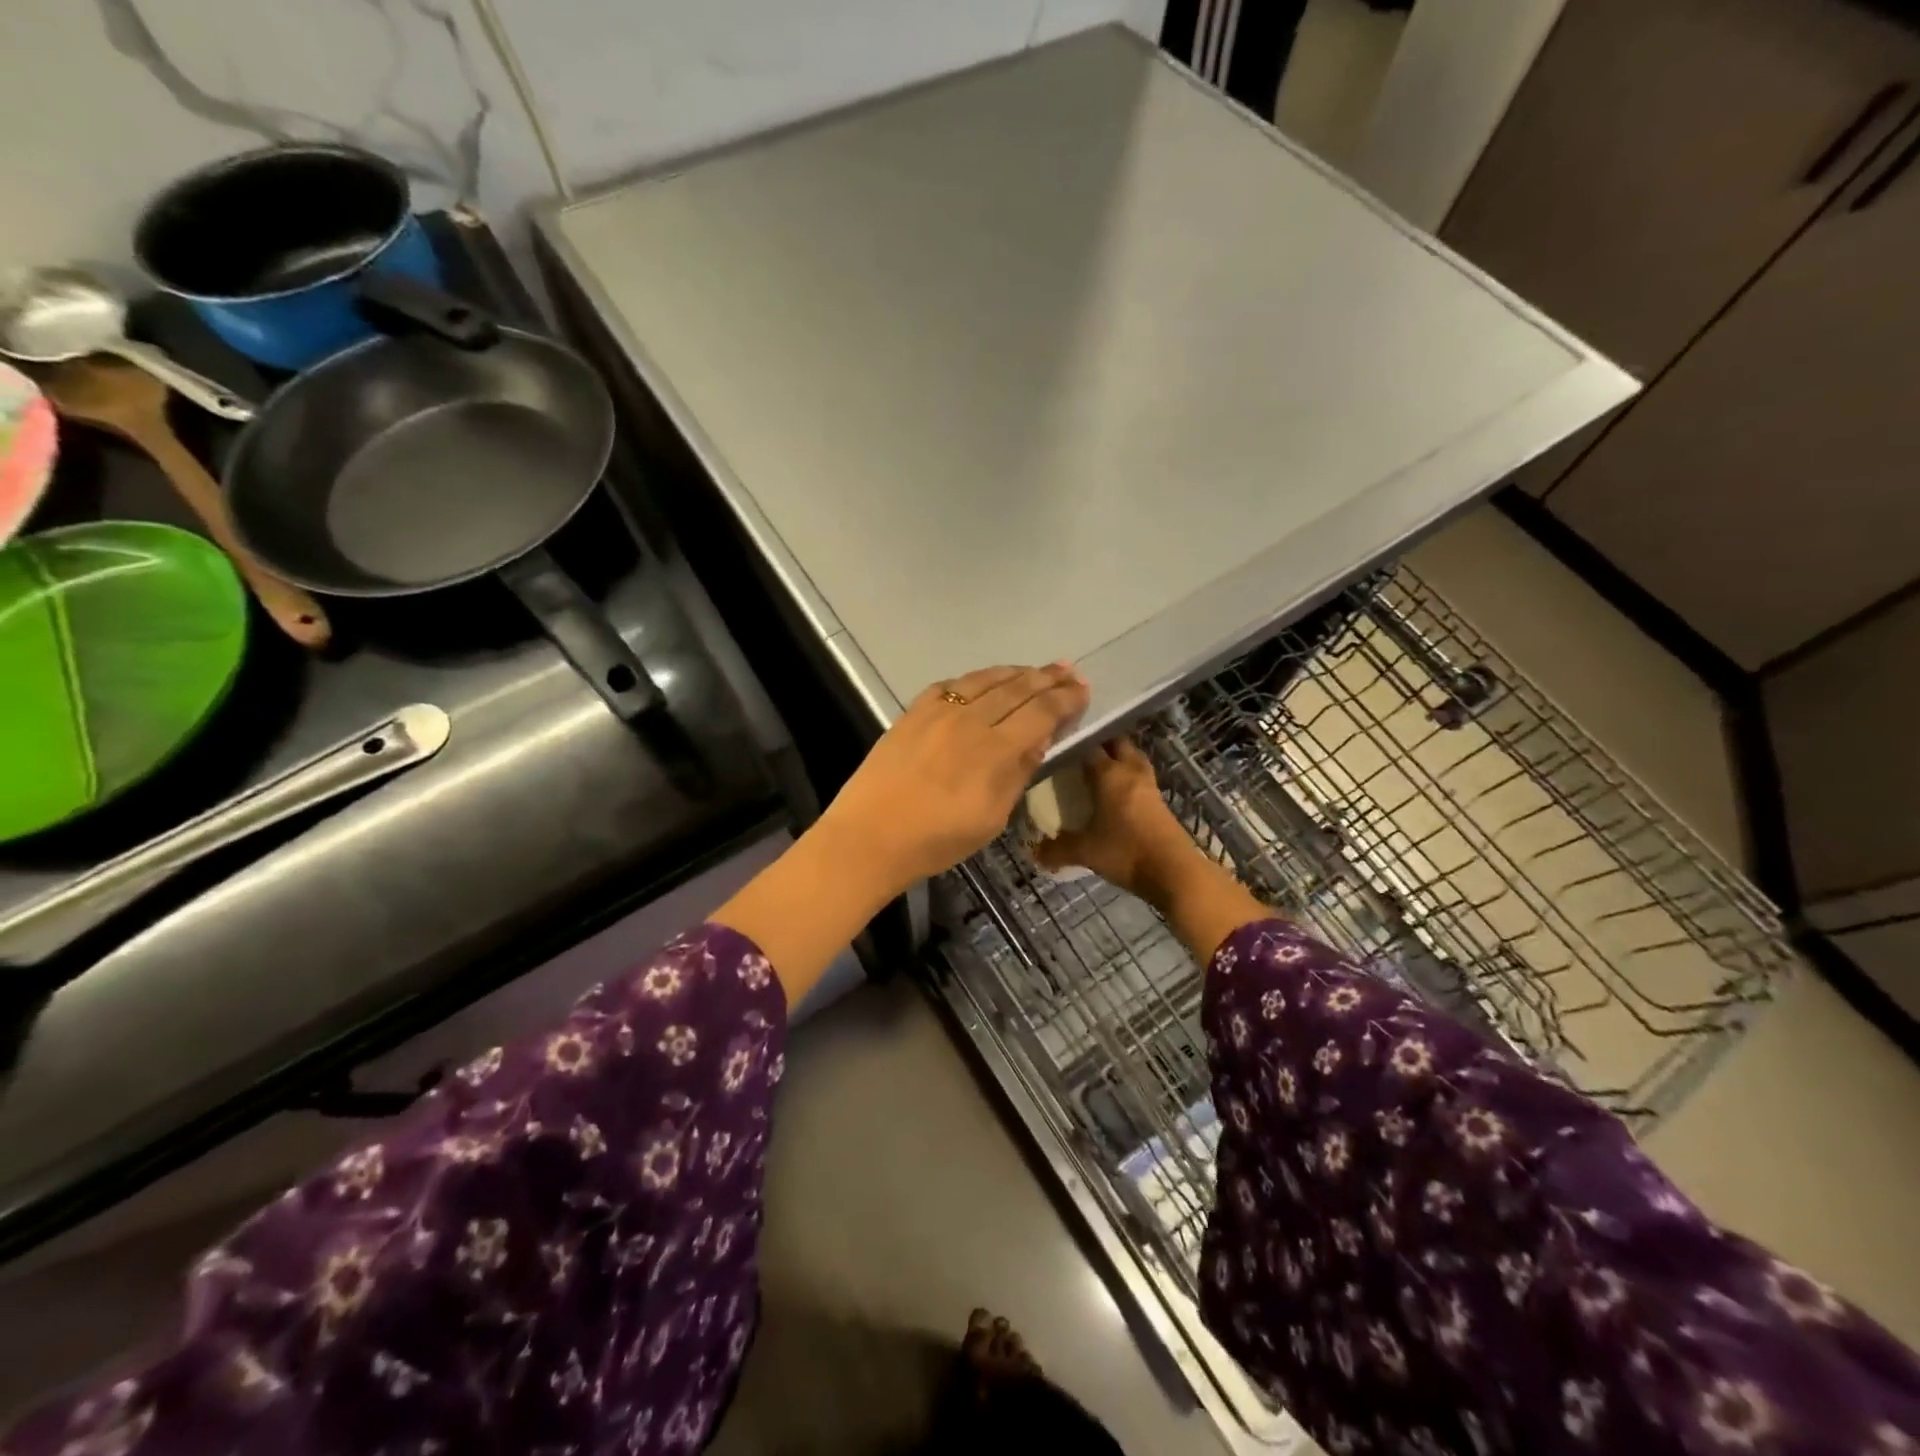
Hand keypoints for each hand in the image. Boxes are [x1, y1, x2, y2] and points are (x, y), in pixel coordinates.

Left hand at [821, 663, 1090, 897]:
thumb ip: (1017, 774)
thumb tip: (1039, 739)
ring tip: (1034, 670)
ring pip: (984, 680)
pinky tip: (980, 683)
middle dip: (1047, 677)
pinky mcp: (912, 713)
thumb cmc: (937, 839)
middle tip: (1068, 669)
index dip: (1065, 699)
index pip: (1040, 712)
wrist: (870, 836)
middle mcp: (970, 720)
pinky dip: (973, 681)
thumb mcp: (992, 818)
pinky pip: (950, 686)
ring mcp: (938, 712)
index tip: (1083, 688)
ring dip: (1014, 672)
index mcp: (995, 749)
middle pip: (1016, 689)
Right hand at [1032, 737, 1196, 900]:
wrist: (1173, 871)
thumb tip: (1034, 852)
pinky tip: (1117, 791)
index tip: (1058, 747)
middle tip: (1080, 752)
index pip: (1089, 747)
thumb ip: (1057, 849)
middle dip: (1100, 742)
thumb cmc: (1125, 852)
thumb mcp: (1085, 851)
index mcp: (1109, 774)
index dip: (1073, 744)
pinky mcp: (1160, 801)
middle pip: (1117, 743)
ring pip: (1133, 758)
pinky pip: (1141, 777)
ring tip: (1100, 766)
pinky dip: (1129, 776)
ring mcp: (1149, 785)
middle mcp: (1130, 772)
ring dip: (1119, 757)